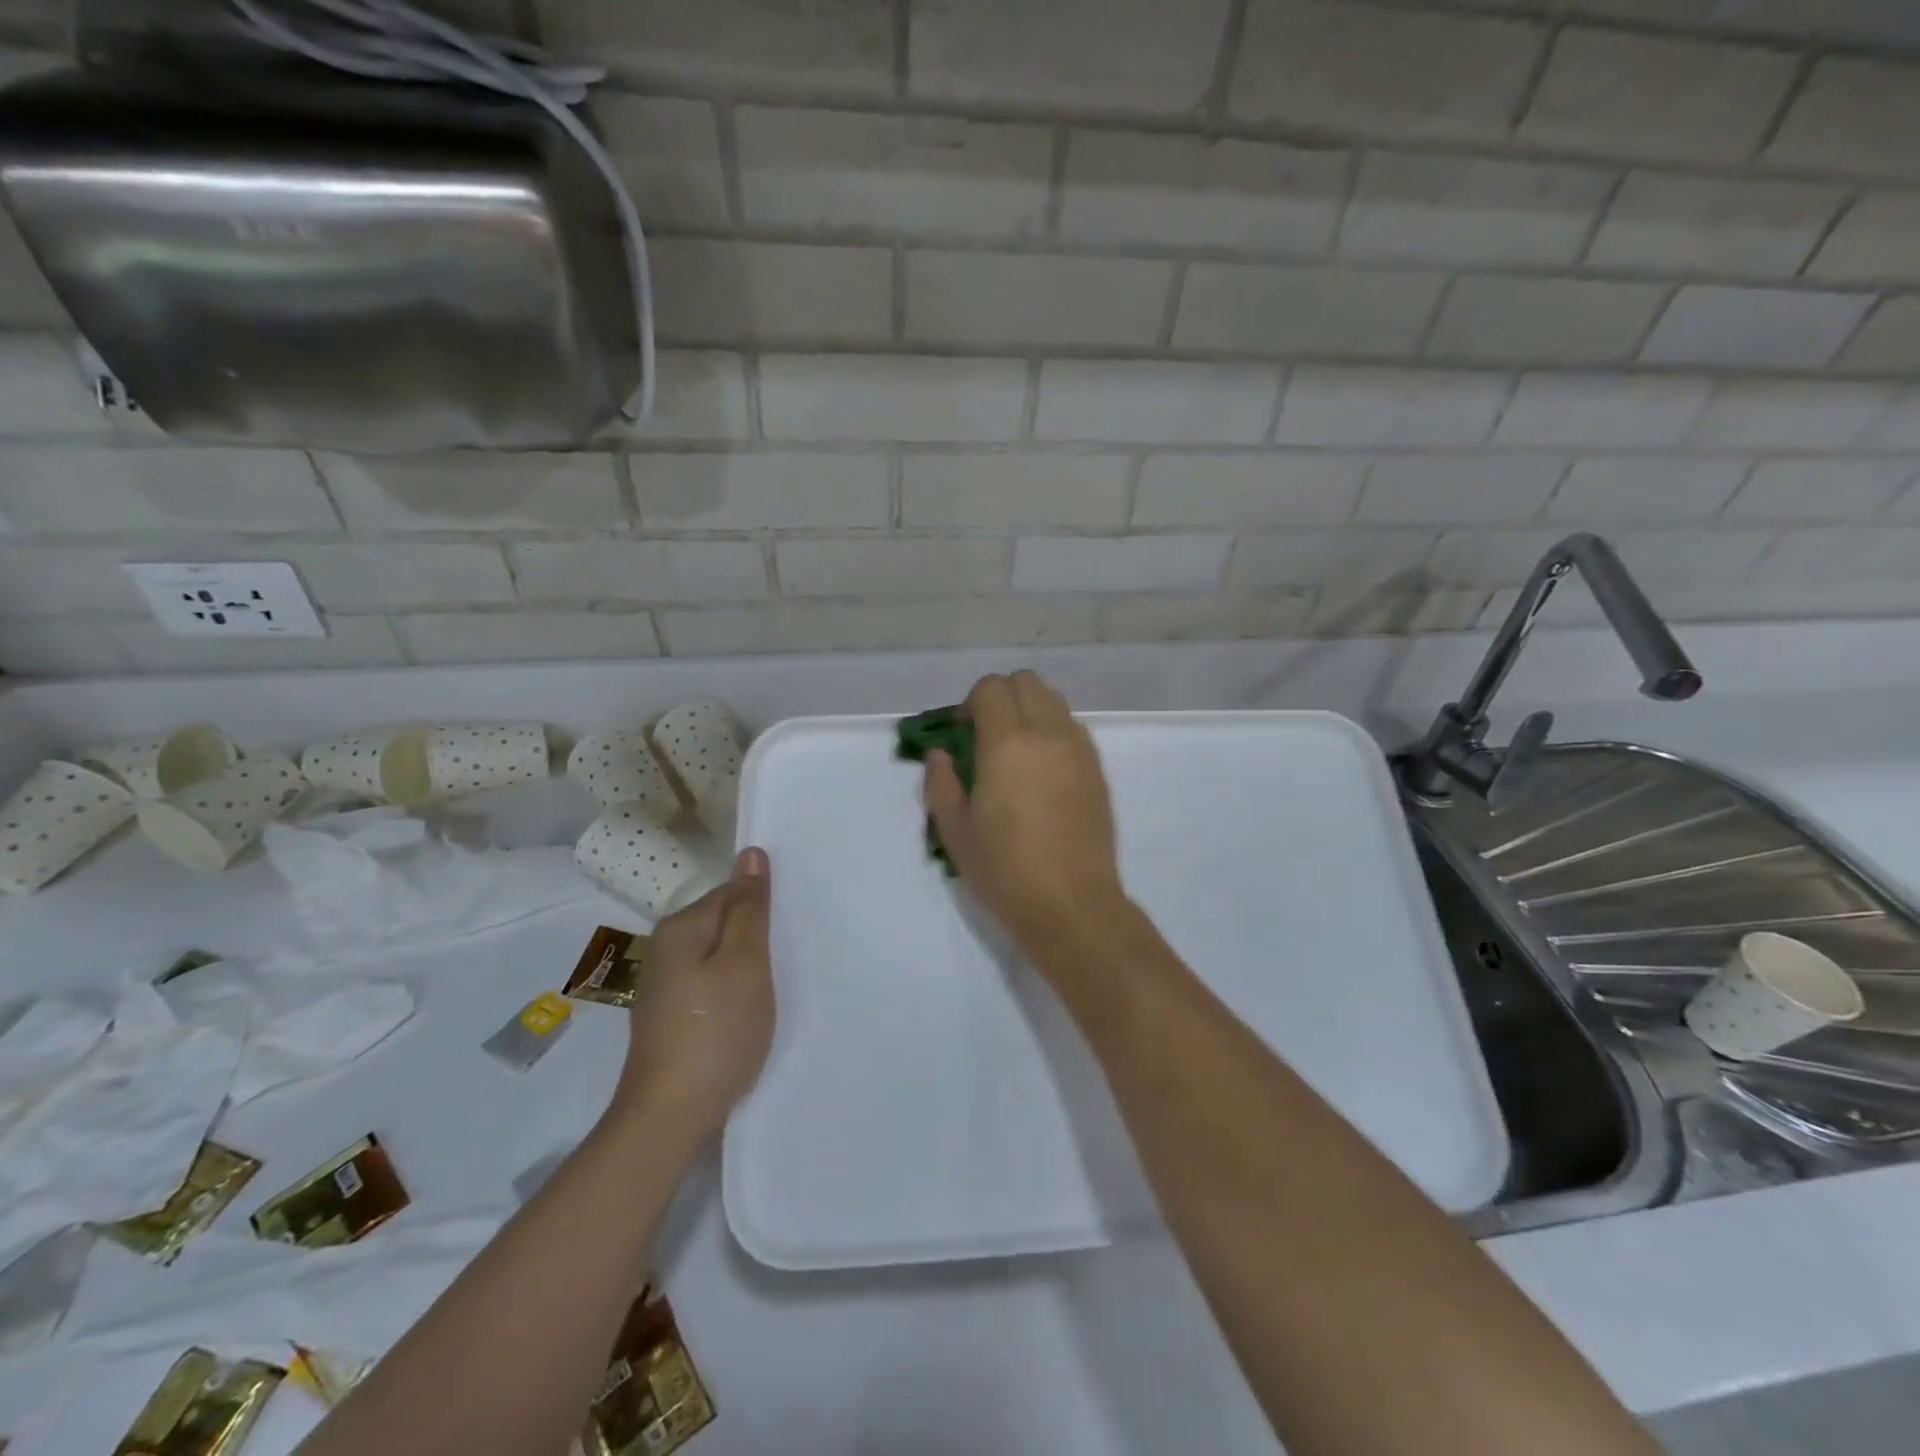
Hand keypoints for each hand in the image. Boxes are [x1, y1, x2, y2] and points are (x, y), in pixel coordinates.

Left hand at [609, 847, 773, 1140]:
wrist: (669, 1118)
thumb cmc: (716, 1033)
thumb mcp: (745, 964)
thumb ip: (749, 909)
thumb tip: (751, 852)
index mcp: (681, 927)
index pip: (732, 892)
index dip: (765, 908)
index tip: (791, 932)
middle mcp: (665, 948)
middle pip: (724, 923)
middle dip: (756, 936)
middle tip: (791, 958)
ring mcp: (665, 984)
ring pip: (719, 955)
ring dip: (747, 965)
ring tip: (776, 985)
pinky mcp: (671, 1015)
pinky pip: (711, 982)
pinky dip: (733, 989)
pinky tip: (749, 1010)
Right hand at [924, 672, 1125, 954]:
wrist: (1071, 903)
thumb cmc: (1005, 869)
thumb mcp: (954, 830)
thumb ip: (940, 782)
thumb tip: (941, 754)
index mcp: (1008, 743)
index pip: (991, 688)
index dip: (970, 703)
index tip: (962, 733)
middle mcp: (1048, 734)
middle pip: (1026, 682)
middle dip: (1001, 697)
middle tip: (986, 735)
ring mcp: (1079, 749)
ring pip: (1054, 700)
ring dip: (1029, 711)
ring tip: (1016, 752)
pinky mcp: (1097, 769)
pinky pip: (1072, 728)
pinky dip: (1053, 731)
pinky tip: (1042, 772)